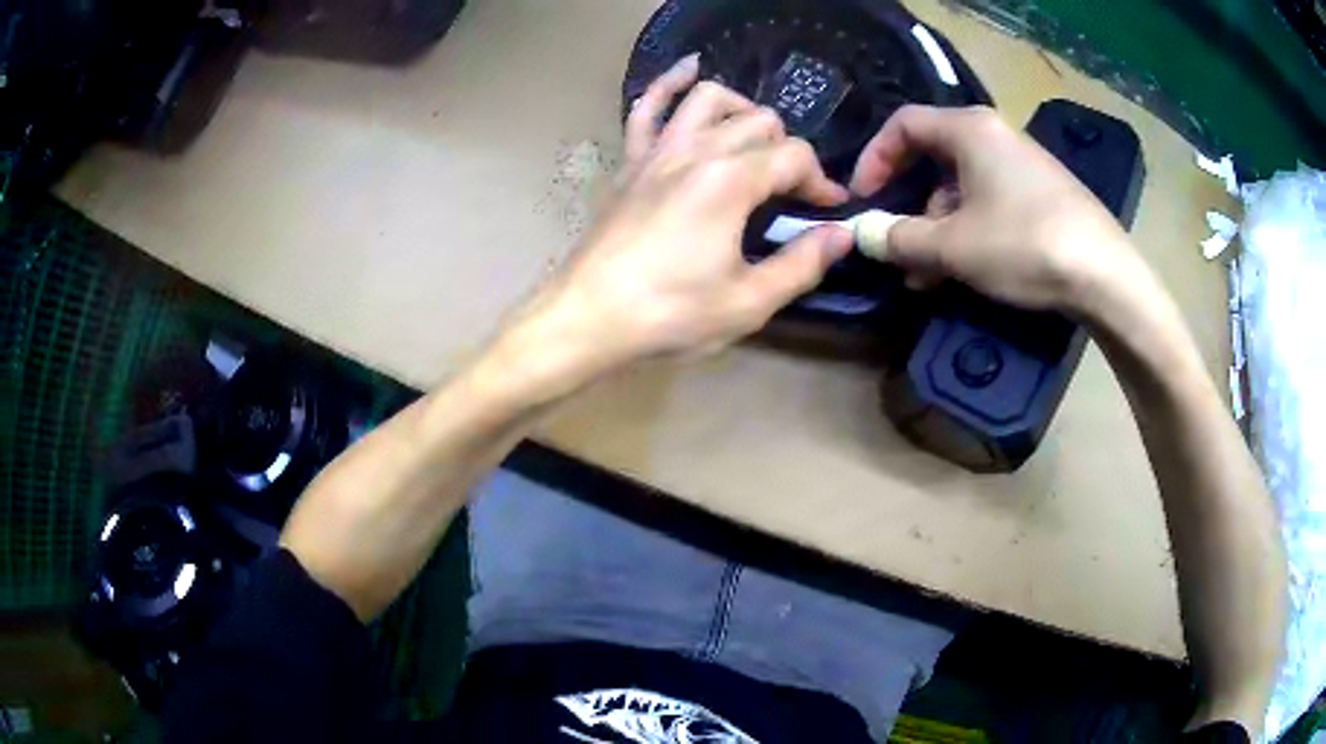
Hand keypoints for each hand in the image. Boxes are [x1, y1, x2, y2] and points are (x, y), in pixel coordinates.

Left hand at [501, 57, 850, 387]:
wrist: (587, 318)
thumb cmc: (669, 314)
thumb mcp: (748, 302)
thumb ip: (802, 264)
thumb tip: (842, 235)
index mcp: (730, 181)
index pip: (794, 157)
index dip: (821, 181)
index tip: (829, 209)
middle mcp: (696, 151)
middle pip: (759, 122)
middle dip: (787, 151)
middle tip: (791, 191)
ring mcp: (657, 151)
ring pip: (708, 98)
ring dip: (742, 110)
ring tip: (756, 139)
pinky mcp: (630, 162)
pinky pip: (647, 108)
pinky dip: (669, 83)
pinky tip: (688, 69)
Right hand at [850, 105, 1144, 312]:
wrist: (1106, 276)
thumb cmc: (1024, 245)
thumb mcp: (953, 246)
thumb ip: (900, 237)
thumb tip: (863, 234)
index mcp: (969, 130)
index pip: (904, 125)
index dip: (874, 158)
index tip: (863, 199)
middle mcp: (995, 137)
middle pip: (933, 159)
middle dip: (909, 205)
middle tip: (897, 248)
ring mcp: (1023, 166)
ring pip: (962, 187)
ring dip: (938, 228)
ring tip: (930, 276)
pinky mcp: (1043, 194)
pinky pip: (991, 202)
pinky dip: (969, 231)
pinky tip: (968, 269)